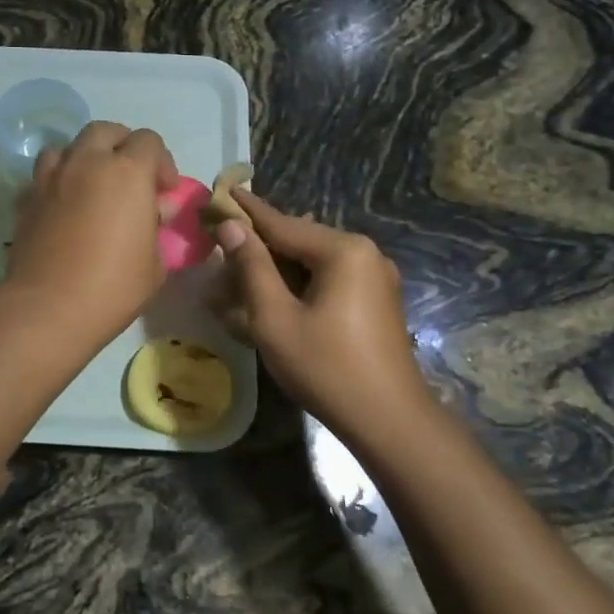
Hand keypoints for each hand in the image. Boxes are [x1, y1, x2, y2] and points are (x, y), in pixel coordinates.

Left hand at [6, 121, 177, 345]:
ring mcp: (51, 178)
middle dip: (121, 146)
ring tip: (91, 185)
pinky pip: (43, 176)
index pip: (148, 141)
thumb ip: (157, 227)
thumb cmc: (114, 286)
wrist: (49, 307)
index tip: (163, 192)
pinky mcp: (26, 199)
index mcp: (127, 172)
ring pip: (68, 146)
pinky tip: (62, 207)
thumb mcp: (155, 262)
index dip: (161, 162)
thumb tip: (156, 210)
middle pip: (105, 131)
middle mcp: (87, 163)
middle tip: (129, 177)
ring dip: (84, 157)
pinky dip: (57, 183)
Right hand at [215, 191, 426, 437]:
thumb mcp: (275, 318)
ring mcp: (375, 277)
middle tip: (222, 249)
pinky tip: (274, 299)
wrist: (391, 422)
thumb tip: (232, 227)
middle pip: (299, 240)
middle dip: (260, 246)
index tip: (223, 190)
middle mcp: (364, 253)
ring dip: (277, 268)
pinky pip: (329, 279)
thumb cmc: (326, 368)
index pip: (283, 223)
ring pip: (313, 261)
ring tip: (241, 278)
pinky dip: (299, 284)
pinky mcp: (376, 300)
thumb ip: (252, 267)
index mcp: (343, 250)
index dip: (248, 211)